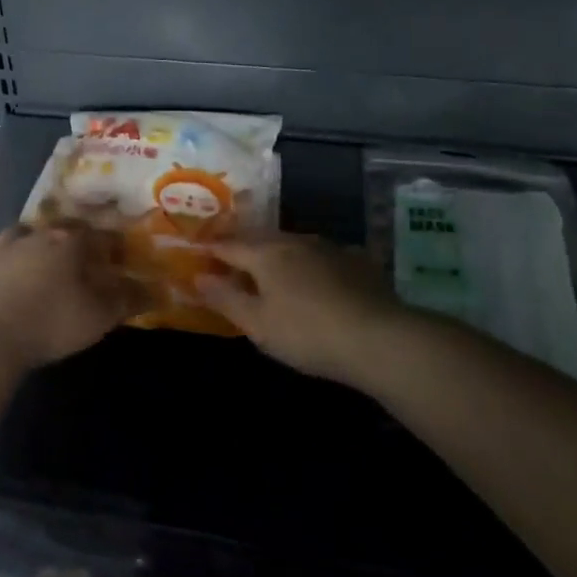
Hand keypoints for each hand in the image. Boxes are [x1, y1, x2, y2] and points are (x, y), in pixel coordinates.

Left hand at [0, 223, 142, 373]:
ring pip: (15, 233)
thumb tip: (155, 289)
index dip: (110, 243)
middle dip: (70, 235)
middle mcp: (34, 238)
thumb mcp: (99, 317)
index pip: (97, 235)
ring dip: (26, 239)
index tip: (119, 253)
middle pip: (56, 227)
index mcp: (68, 244)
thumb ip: (127, 300)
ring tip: (33, 251)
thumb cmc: (51, 323)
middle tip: (78, 249)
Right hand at [198, 234, 408, 384]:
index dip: (210, 249)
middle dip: (242, 247)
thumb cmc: (307, 333)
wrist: (379, 337)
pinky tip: (313, 278)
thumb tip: (197, 277)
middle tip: (229, 260)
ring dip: (276, 253)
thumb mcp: (258, 324)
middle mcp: (295, 240)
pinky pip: (320, 255)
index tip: (197, 252)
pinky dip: (307, 262)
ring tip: (269, 270)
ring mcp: (329, 247)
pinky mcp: (356, 260)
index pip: (229, 245)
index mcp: (266, 253)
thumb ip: (225, 298)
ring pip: (292, 243)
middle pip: (260, 238)